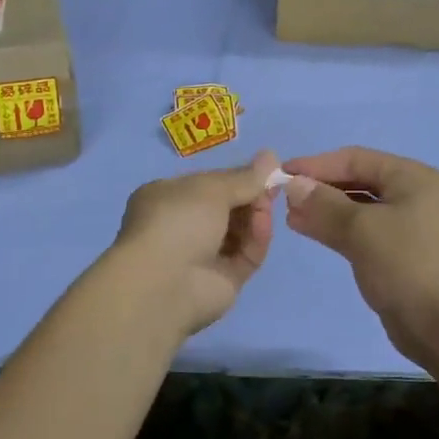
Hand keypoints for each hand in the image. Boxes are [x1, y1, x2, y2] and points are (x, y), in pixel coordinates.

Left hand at [110, 150, 282, 336]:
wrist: (164, 283)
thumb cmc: (178, 221)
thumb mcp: (211, 188)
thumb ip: (244, 177)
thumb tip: (271, 156)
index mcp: (167, 198)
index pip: (208, 185)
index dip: (237, 177)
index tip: (265, 170)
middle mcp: (182, 227)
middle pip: (227, 208)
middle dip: (251, 196)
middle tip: (273, 186)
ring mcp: (202, 256)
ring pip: (239, 232)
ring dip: (256, 216)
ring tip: (267, 206)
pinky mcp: (223, 280)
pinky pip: (246, 255)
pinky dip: (257, 240)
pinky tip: (263, 227)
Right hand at [281, 147, 438, 361]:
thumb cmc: (405, 266)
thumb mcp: (361, 229)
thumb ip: (323, 204)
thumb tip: (292, 185)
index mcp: (412, 178)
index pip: (355, 159)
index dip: (317, 164)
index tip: (282, 174)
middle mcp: (412, 195)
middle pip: (357, 180)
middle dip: (320, 187)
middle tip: (284, 198)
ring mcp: (407, 225)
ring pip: (357, 207)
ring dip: (324, 209)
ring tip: (291, 216)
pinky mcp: (398, 252)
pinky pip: (361, 230)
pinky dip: (336, 228)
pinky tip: (310, 231)